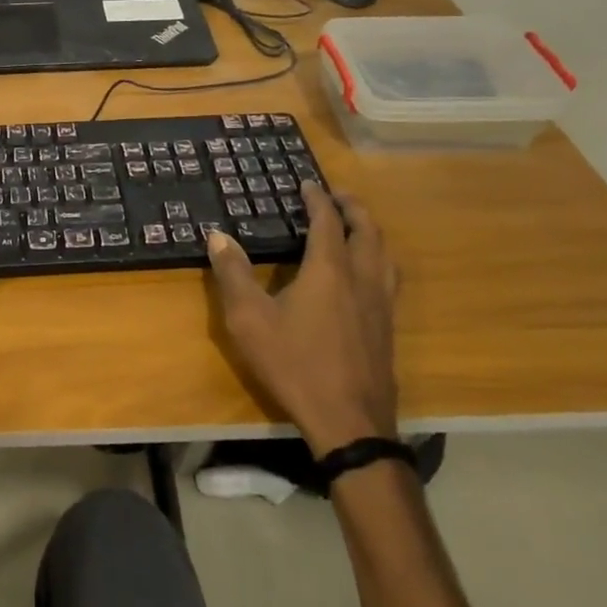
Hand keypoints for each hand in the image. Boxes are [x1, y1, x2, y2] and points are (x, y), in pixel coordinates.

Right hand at [205, 184, 399, 455]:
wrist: (349, 423)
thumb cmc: (295, 364)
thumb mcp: (249, 319)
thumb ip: (233, 274)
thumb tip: (218, 236)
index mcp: (329, 271)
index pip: (328, 222)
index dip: (318, 199)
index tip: (309, 183)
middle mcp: (361, 280)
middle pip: (367, 232)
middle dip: (353, 209)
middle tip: (338, 196)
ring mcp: (381, 306)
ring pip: (385, 255)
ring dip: (371, 233)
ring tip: (357, 228)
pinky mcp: (388, 329)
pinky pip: (388, 279)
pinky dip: (378, 259)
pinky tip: (366, 276)